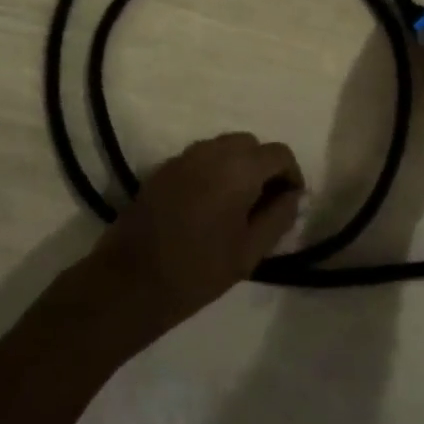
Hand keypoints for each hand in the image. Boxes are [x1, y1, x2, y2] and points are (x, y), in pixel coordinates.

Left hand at [87, 133, 302, 339]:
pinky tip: (207, 206)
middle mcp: (213, 149)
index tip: (290, 202)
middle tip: (264, 205)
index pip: (279, 153)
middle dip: (263, 168)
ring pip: (224, 147)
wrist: (131, 279)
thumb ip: (278, 217)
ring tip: (236, 207)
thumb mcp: (249, 252)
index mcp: (239, 167)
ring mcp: (185, 155)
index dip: (291, 174)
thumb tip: (292, 195)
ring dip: (238, 167)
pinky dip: (213, 171)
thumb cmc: (198, 270)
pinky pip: (201, 158)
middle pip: (251, 145)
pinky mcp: (165, 166)